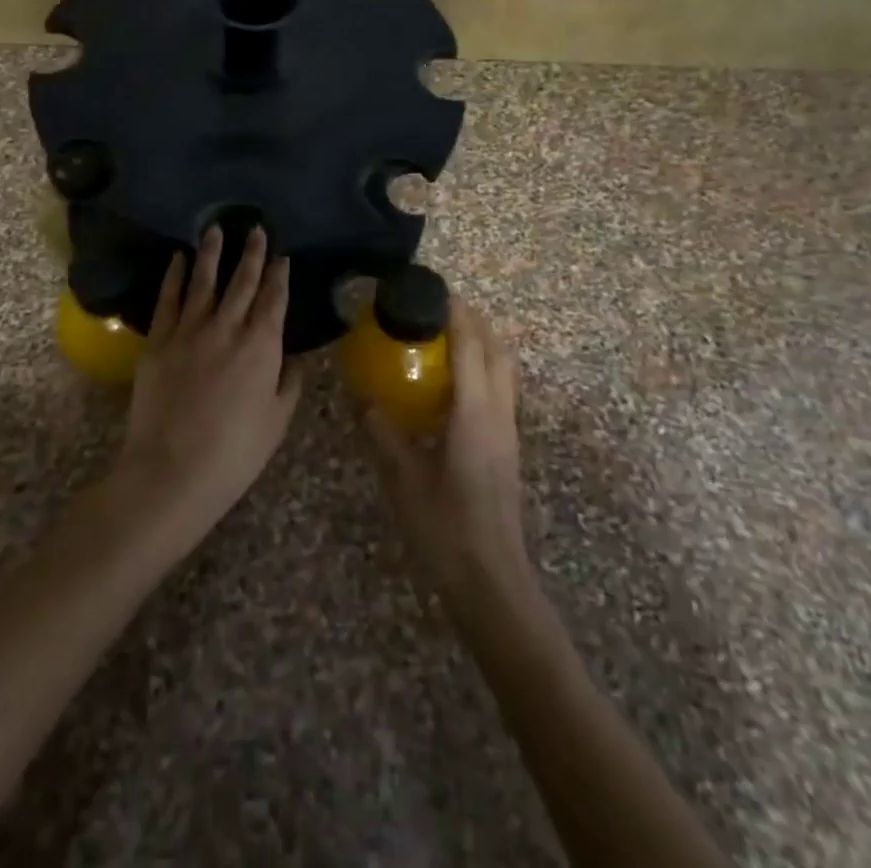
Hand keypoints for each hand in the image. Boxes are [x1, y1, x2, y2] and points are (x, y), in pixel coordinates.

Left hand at [113, 226, 301, 544]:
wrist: (171, 471)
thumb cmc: (234, 454)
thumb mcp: (276, 422)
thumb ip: (288, 384)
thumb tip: (295, 358)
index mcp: (261, 347)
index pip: (274, 300)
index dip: (279, 276)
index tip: (281, 256)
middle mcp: (227, 328)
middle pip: (242, 282)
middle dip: (251, 254)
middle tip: (255, 228)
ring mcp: (189, 331)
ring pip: (203, 282)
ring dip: (211, 254)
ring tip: (216, 230)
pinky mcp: (158, 341)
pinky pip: (168, 300)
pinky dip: (173, 277)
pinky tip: (177, 260)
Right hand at [364, 295, 536, 612]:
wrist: (492, 582)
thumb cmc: (445, 528)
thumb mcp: (402, 477)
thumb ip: (382, 432)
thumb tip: (361, 398)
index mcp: (476, 413)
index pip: (472, 345)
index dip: (457, 312)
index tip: (435, 289)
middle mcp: (499, 414)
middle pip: (498, 350)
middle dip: (475, 322)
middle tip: (439, 310)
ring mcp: (508, 433)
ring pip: (505, 371)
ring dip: (482, 345)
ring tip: (445, 340)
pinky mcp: (507, 450)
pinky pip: (500, 393)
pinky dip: (482, 372)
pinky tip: (451, 388)